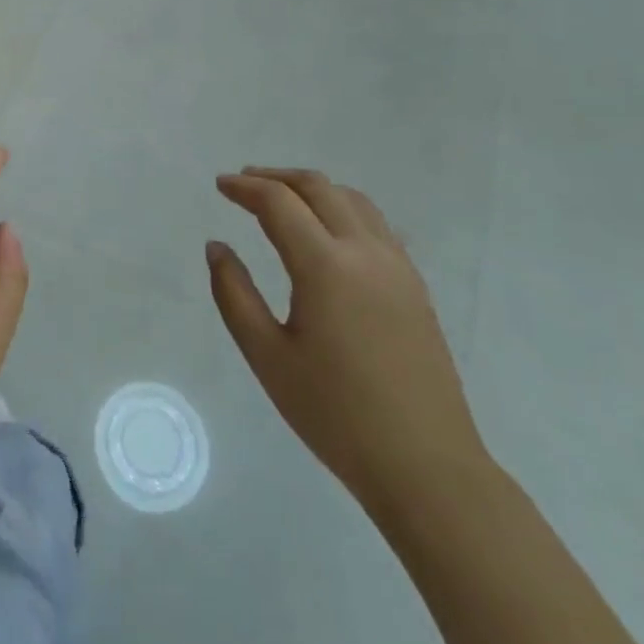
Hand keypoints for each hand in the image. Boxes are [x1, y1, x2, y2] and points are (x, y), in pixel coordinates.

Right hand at [207, 167, 487, 513]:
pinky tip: (328, 231)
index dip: (245, 188)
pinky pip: (376, 224)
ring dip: (312, 189)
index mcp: (325, 267)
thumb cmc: (335, 414)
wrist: (426, 467)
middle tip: (243, 183)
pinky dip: (342, 208)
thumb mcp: (267, 356)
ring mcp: (397, 267)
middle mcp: (365, 252)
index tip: (220, 185)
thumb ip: (234, 294)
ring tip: (282, 199)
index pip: (279, 203)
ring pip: (352, 199)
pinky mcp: (415, 286)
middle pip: (318, 188)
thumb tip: (217, 247)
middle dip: (276, 177)